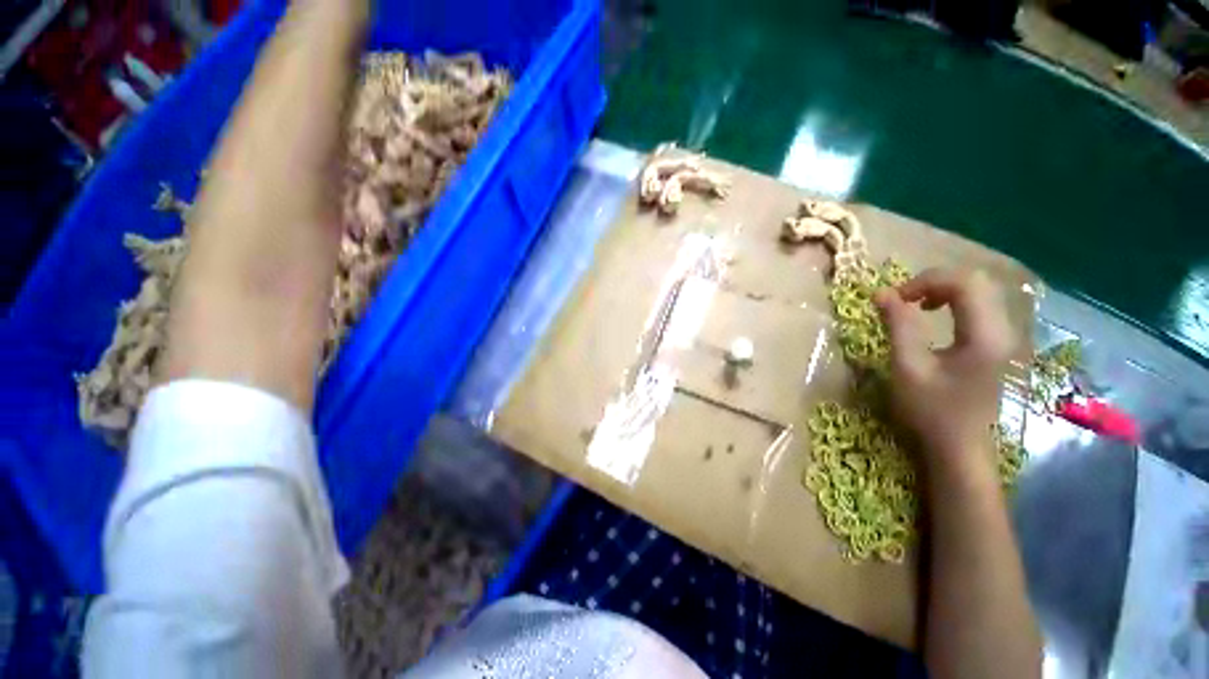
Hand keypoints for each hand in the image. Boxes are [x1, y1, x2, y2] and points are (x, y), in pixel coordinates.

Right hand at [874, 268, 1014, 469]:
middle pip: (976, 281)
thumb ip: (898, 326)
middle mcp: (1004, 329)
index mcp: (985, 335)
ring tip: (916, 306)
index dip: (924, 281)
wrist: (962, 448)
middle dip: (934, 282)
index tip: (893, 298)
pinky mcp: (999, 344)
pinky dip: (953, 301)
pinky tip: (935, 315)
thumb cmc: (932, 411)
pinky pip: (980, 305)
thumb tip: (881, 293)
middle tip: (904, 300)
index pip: (964, 282)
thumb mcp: (908, 367)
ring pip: (980, 291)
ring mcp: (1005, 337)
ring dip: (943, 290)